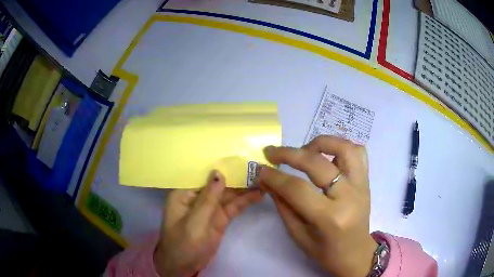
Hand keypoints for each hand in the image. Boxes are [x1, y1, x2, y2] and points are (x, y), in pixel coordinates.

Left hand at [154, 171, 262, 276]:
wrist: (184, 266)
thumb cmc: (182, 244)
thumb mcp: (194, 222)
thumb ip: (208, 199)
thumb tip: (218, 172)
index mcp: (184, 193)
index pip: (203, 174)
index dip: (221, 165)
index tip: (239, 157)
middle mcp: (197, 197)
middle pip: (219, 183)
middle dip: (237, 177)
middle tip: (259, 168)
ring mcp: (210, 208)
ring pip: (229, 195)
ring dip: (245, 188)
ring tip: (264, 179)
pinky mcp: (220, 218)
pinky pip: (233, 207)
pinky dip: (245, 201)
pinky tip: (259, 194)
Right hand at [260, 135, 376, 276]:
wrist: (356, 253)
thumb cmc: (326, 252)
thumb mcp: (299, 235)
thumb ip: (284, 206)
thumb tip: (268, 181)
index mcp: (330, 218)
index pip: (297, 189)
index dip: (275, 177)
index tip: (260, 169)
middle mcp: (349, 196)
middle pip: (317, 163)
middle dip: (289, 154)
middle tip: (272, 153)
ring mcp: (362, 185)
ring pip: (344, 148)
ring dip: (320, 142)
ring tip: (304, 150)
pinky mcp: (367, 180)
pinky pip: (359, 152)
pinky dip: (341, 146)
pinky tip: (328, 155)